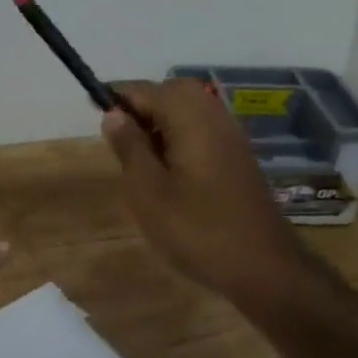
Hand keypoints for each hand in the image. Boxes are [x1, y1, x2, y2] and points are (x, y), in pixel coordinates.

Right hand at [101, 79, 305, 298]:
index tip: (92, 108)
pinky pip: (202, 129)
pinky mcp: (238, 156)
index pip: (145, 89)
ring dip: (161, 122)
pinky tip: (168, 170)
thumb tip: (113, 113)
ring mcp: (231, 136)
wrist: (265, 268)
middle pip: (171, 92)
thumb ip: (129, 147)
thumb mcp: (149, 192)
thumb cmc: (198, 230)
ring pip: (188, 110)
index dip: (116, 97)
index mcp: (190, 118)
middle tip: (119, 137)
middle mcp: (213, 116)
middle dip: (142, 106)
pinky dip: (180, 136)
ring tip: (139, 157)